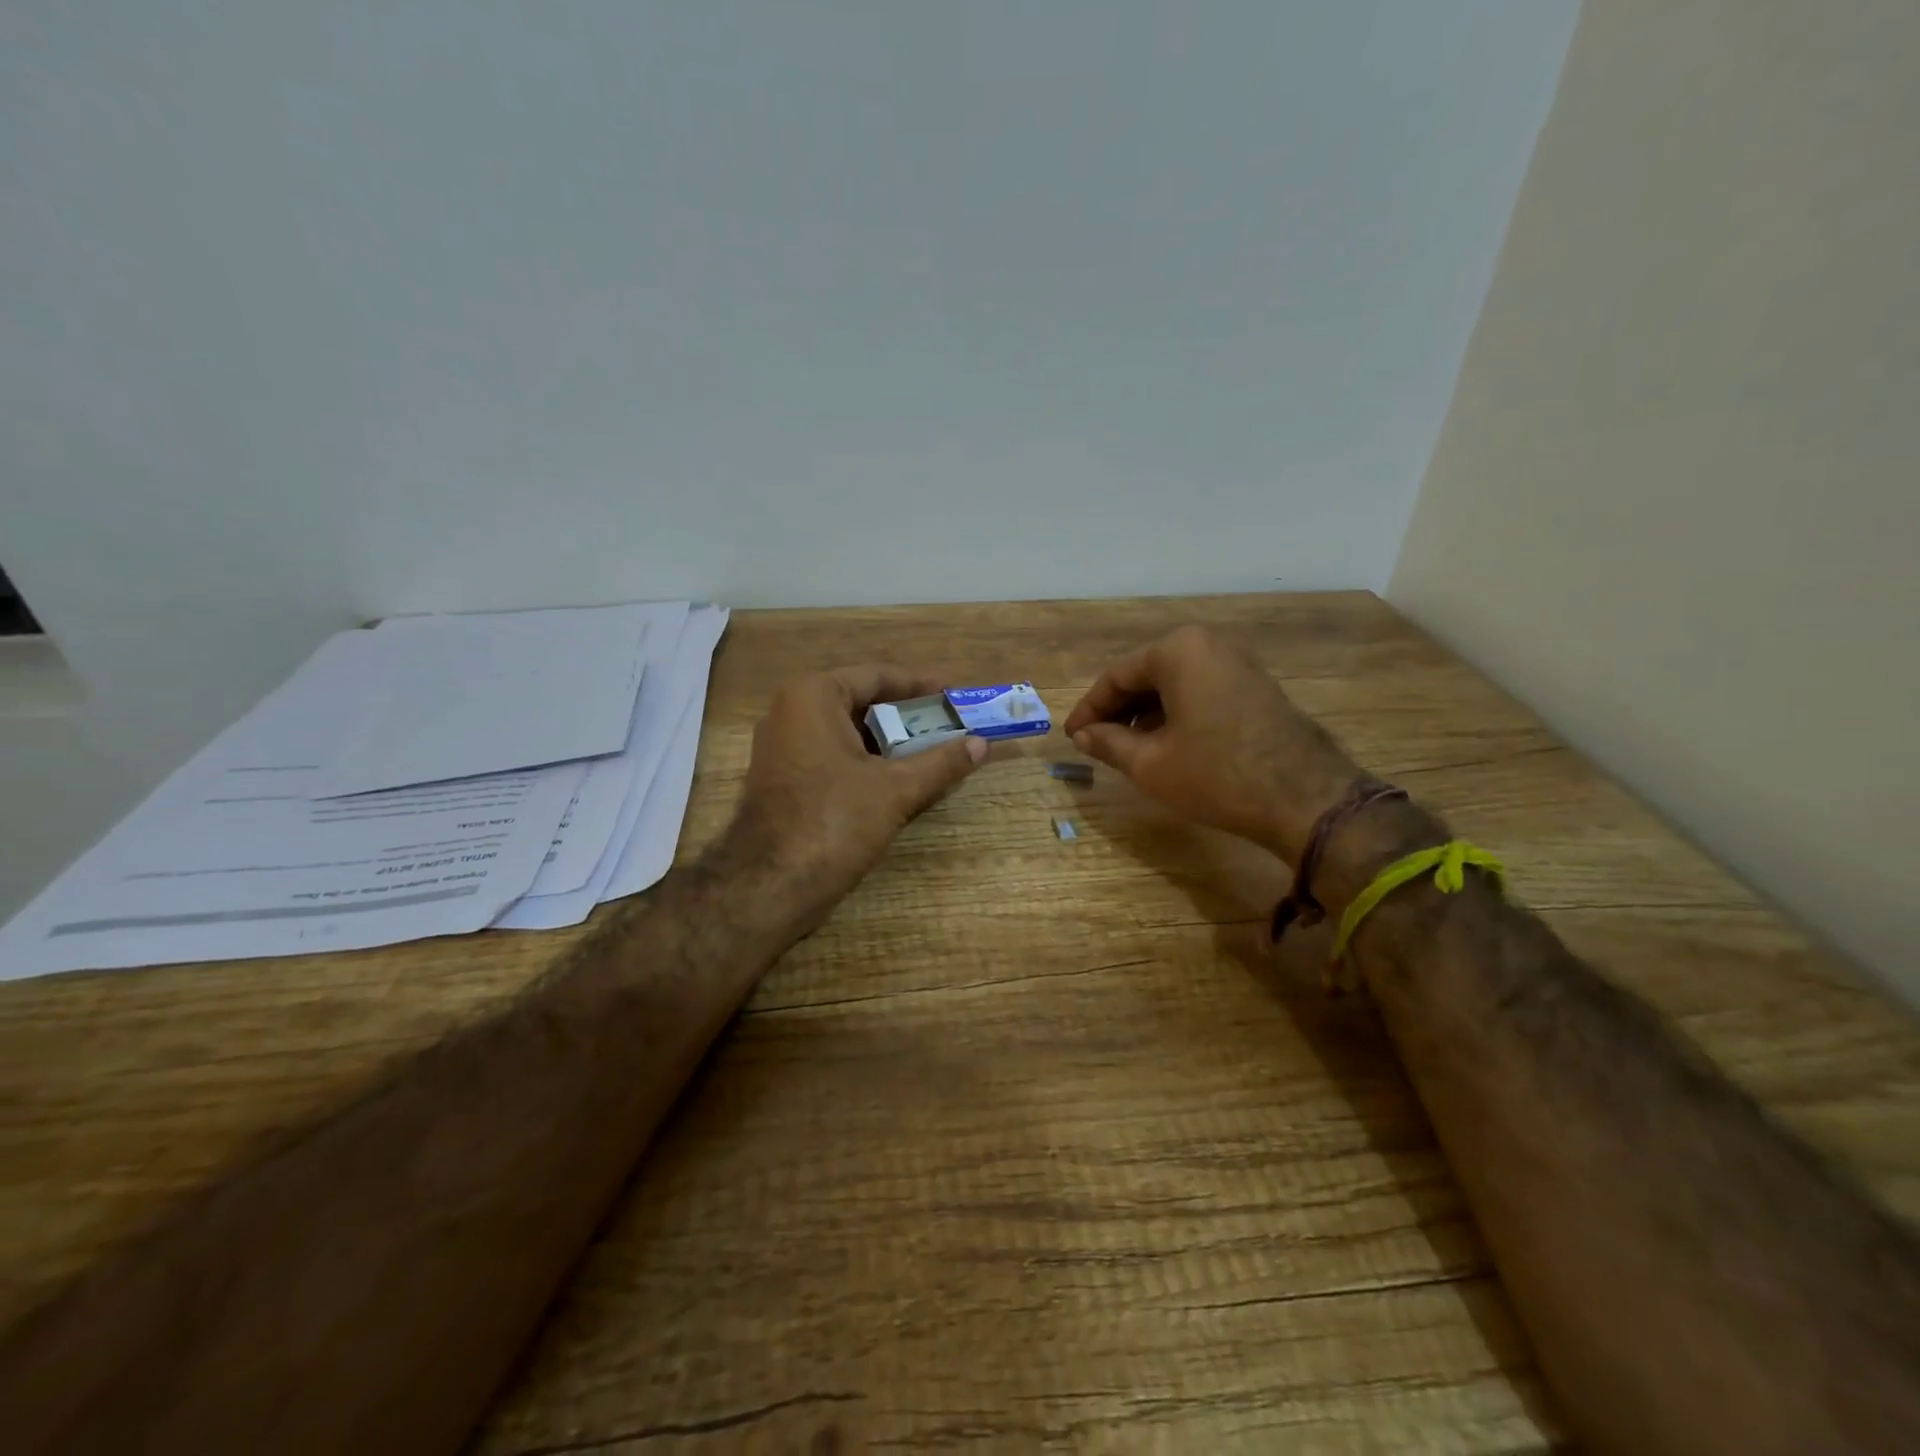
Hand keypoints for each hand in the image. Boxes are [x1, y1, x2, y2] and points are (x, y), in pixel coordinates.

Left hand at [735, 666, 985, 931]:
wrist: (767, 887)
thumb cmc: (833, 821)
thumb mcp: (895, 789)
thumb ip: (941, 763)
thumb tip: (982, 745)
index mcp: (813, 697)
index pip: (876, 675)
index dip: (920, 685)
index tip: (954, 693)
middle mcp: (791, 713)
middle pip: (862, 704)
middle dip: (908, 717)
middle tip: (950, 725)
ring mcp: (784, 749)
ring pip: (849, 734)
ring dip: (891, 743)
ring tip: (935, 753)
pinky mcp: (785, 780)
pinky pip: (835, 758)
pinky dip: (868, 764)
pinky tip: (902, 780)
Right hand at [1063, 626, 1357, 861]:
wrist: (1304, 798)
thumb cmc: (1215, 774)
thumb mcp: (1149, 763)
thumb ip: (1108, 742)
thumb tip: (1082, 736)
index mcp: (1178, 650)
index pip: (1116, 676)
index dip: (1089, 709)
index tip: (1072, 737)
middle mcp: (1209, 645)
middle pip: (1146, 675)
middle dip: (1118, 711)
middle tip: (1096, 743)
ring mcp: (1238, 664)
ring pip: (1174, 685)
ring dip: (1146, 714)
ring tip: (1126, 749)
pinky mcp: (1255, 687)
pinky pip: (1201, 692)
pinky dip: (1176, 714)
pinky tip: (1165, 745)